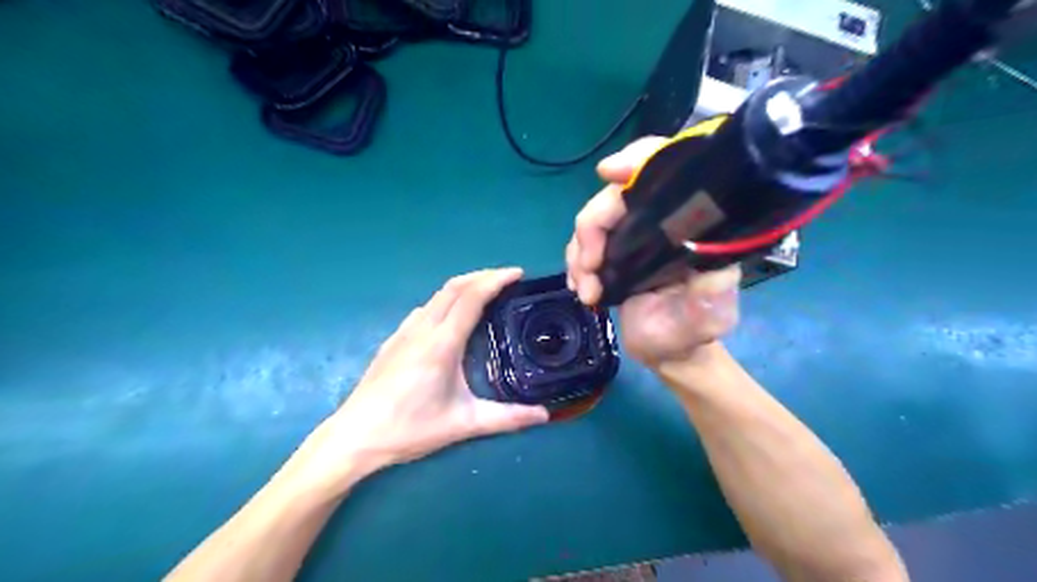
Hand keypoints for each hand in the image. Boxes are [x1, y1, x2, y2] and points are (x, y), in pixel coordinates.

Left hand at [286, 266, 548, 493]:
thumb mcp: (463, 424)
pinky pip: (425, 308)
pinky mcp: (393, 340)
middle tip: (508, 279)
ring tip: (486, 293)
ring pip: (437, 295)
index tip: (518, 274)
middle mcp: (422, 329)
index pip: (472, 297)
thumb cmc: (409, 428)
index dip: (496, 280)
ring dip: (464, 286)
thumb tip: (544, 415)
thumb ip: (507, 418)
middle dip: (482, 276)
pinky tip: (451, 317)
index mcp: (442, 343)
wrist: (355, 436)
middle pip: (454, 287)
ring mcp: (404, 332)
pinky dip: (446, 300)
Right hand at [565, 136, 744, 367]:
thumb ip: (711, 300)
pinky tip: (580, 287)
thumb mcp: (708, 319)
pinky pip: (583, 244)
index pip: (668, 172)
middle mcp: (660, 222)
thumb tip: (711, 274)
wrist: (667, 351)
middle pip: (615, 197)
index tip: (609, 172)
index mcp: (689, 225)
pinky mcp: (612, 253)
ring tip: (586, 290)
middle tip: (588, 266)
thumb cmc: (691, 332)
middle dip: (592, 227)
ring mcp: (632, 237)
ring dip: (579, 252)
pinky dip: (575, 263)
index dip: (639, 160)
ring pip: (593, 221)